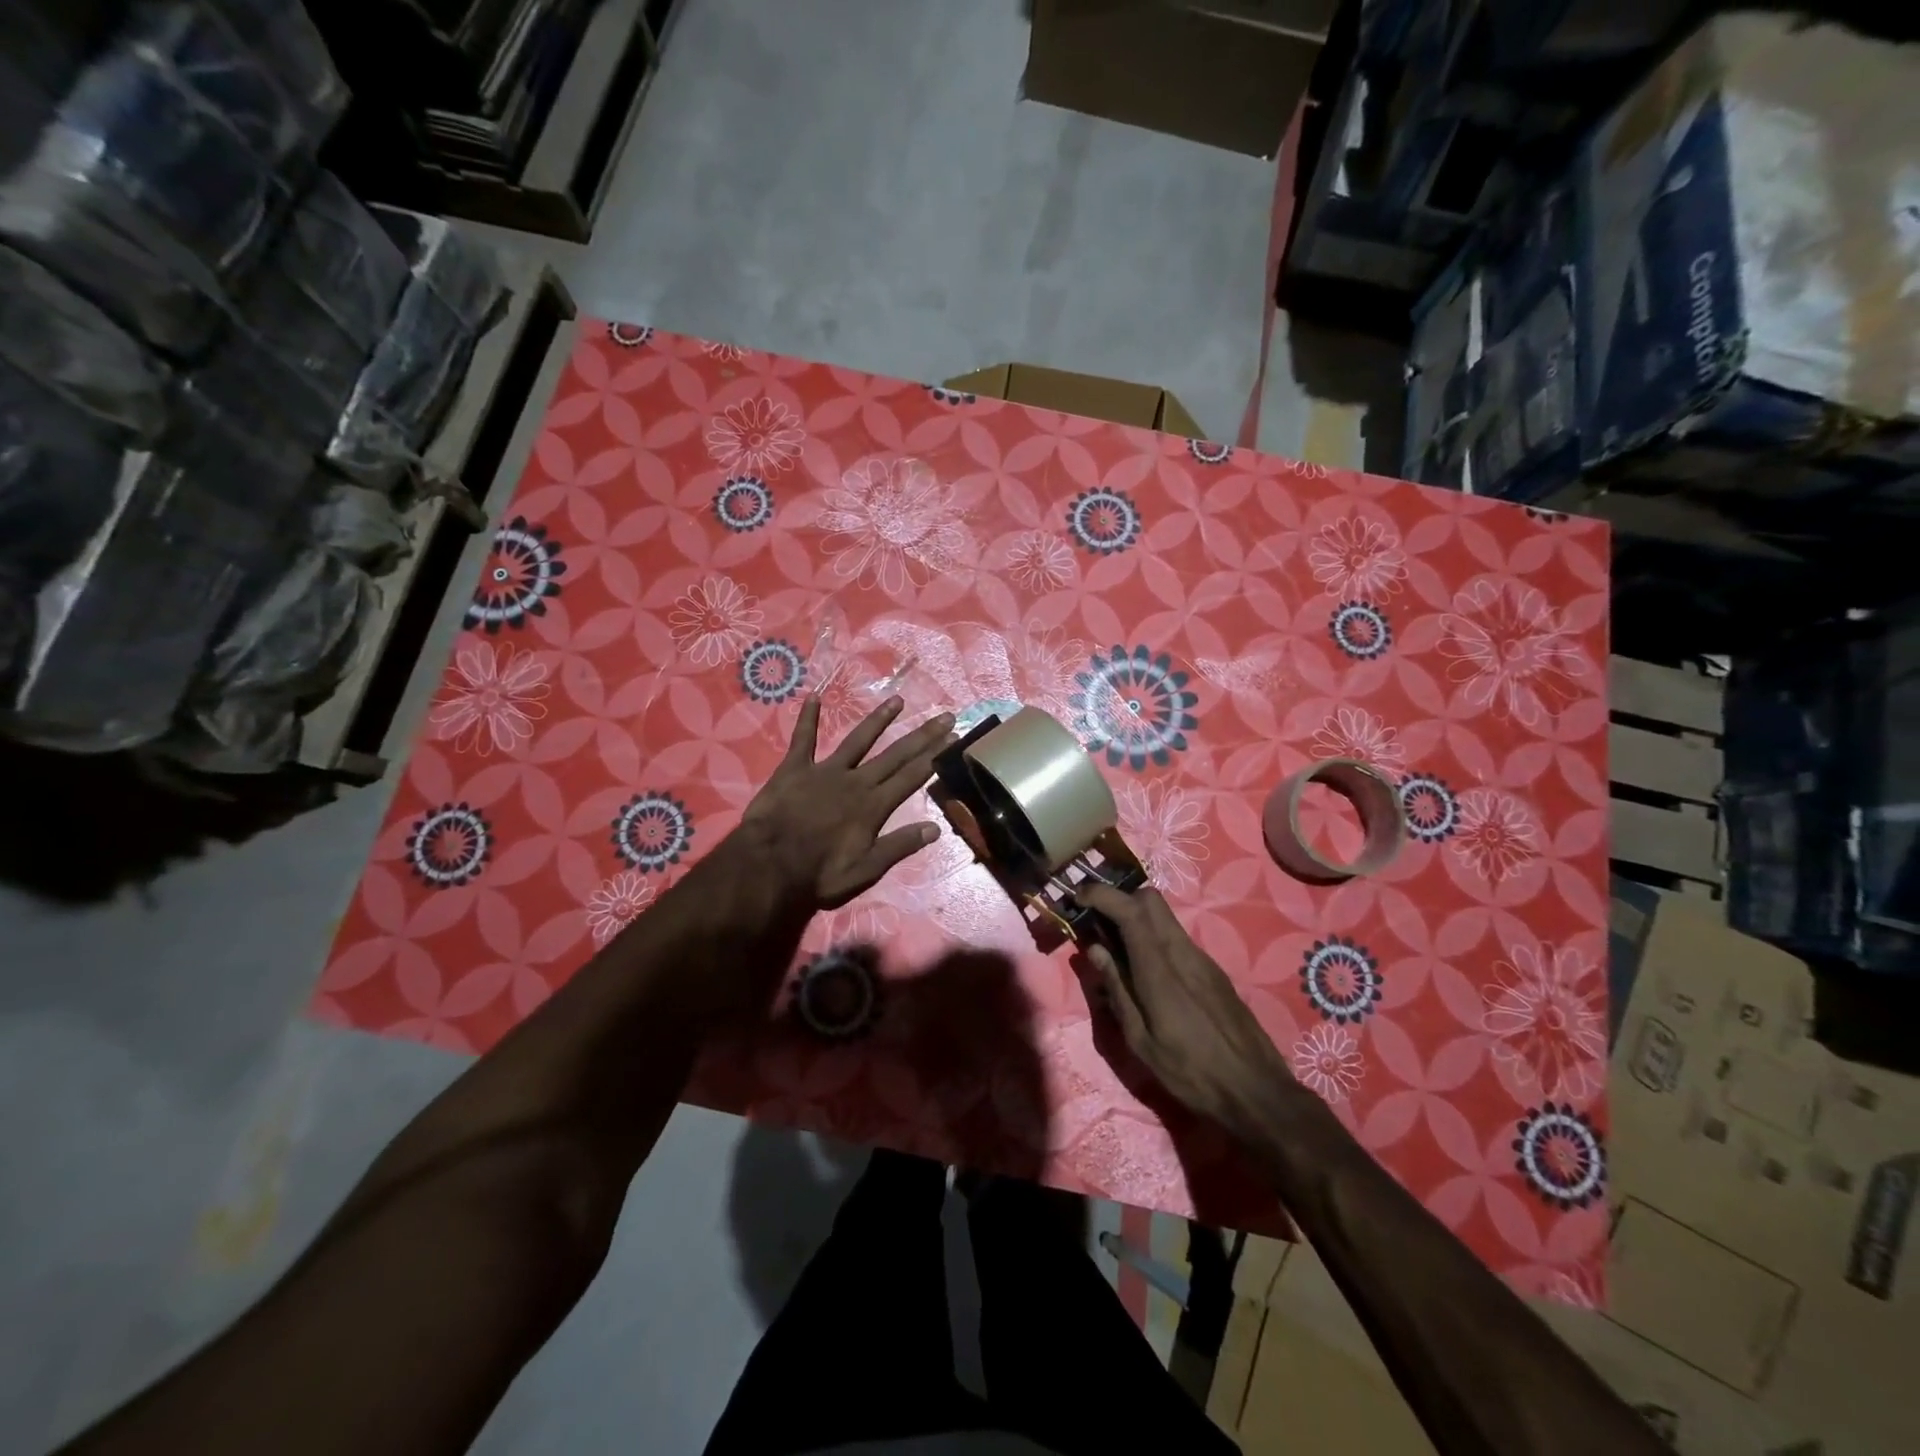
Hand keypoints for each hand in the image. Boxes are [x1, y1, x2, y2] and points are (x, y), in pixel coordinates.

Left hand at [740, 695, 955, 910]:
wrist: (770, 864)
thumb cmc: (820, 873)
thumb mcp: (866, 869)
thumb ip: (899, 846)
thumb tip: (936, 828)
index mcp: (874, 806)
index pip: (912, 776)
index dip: (935, 756)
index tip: (953, 737)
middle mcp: (856, 781)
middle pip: (895, 754)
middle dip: (922, 735)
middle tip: (944, 715)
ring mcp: (826, 770)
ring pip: (858, 740)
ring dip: (879, 720)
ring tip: (897, 701)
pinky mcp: (795, 768)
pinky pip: (803, 739)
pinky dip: (808, 718)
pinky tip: (814, 696)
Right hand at [1073, 883, 1291, 1137]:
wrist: (1258, 1092)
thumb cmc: (1192, 1074)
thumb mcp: (1141, 1042)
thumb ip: (1117, 990)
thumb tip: (1094, 950)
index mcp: (1160, 971)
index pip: (1130, 911)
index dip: (1102, 895)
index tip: (1078, 896)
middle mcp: (1182, 953)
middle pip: (1150, 900)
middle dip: (1119, 898)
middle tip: (1095, 921)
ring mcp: (1202, 959)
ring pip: (1164, 917)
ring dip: (1135, 916)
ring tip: (1114, 947)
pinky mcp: (1212, 970)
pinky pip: (1176, 937)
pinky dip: (1152, 936)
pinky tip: (1143, 968)